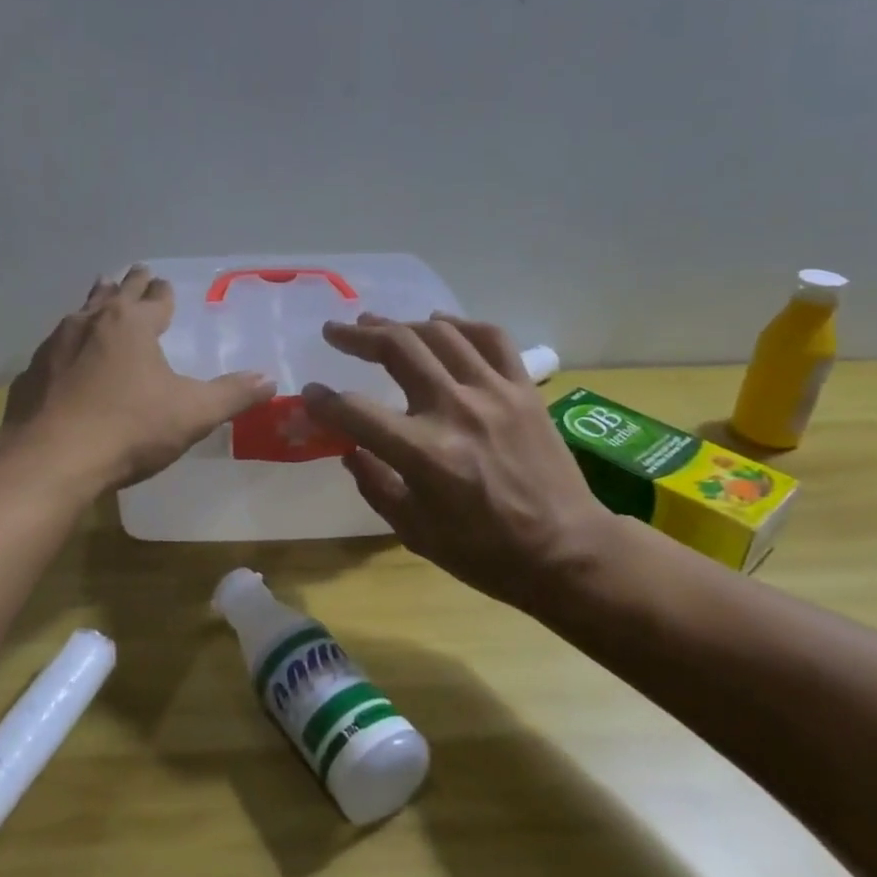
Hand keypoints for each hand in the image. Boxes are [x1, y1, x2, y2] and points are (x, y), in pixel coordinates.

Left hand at [5, 266, 276, 490]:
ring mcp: (55, 345)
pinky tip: (66, 357)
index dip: (164, 292)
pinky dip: (67, 344)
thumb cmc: (130, 428)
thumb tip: (269, 380)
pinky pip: (55, 348)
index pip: (155, 298)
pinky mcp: (31, 373)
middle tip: (137, 272)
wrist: (52, 459)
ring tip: (99, 295)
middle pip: (115, 293)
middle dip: (129, 283)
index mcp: (132, 324)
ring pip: (80, 313)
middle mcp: (91, 322)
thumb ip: (232, 395)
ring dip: (95, 303)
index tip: (165, 284)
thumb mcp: (192, 413)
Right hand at [302, 313, 614, 606]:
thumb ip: (375, 484)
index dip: (323, 401)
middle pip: (398, 349)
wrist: (567, 552)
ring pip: (440, 334)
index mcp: (424, 453)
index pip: (356, 411)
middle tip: (335, 332)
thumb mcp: (414, 531)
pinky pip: (491, 338)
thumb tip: (350, 449)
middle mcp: (456, 410)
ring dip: (401, 324)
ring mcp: (494, 393)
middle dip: (357, 336)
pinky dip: (461, 324)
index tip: (310, 394)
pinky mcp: (524, 389)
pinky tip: (440, 324)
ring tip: (378, 324)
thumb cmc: (484, 552)